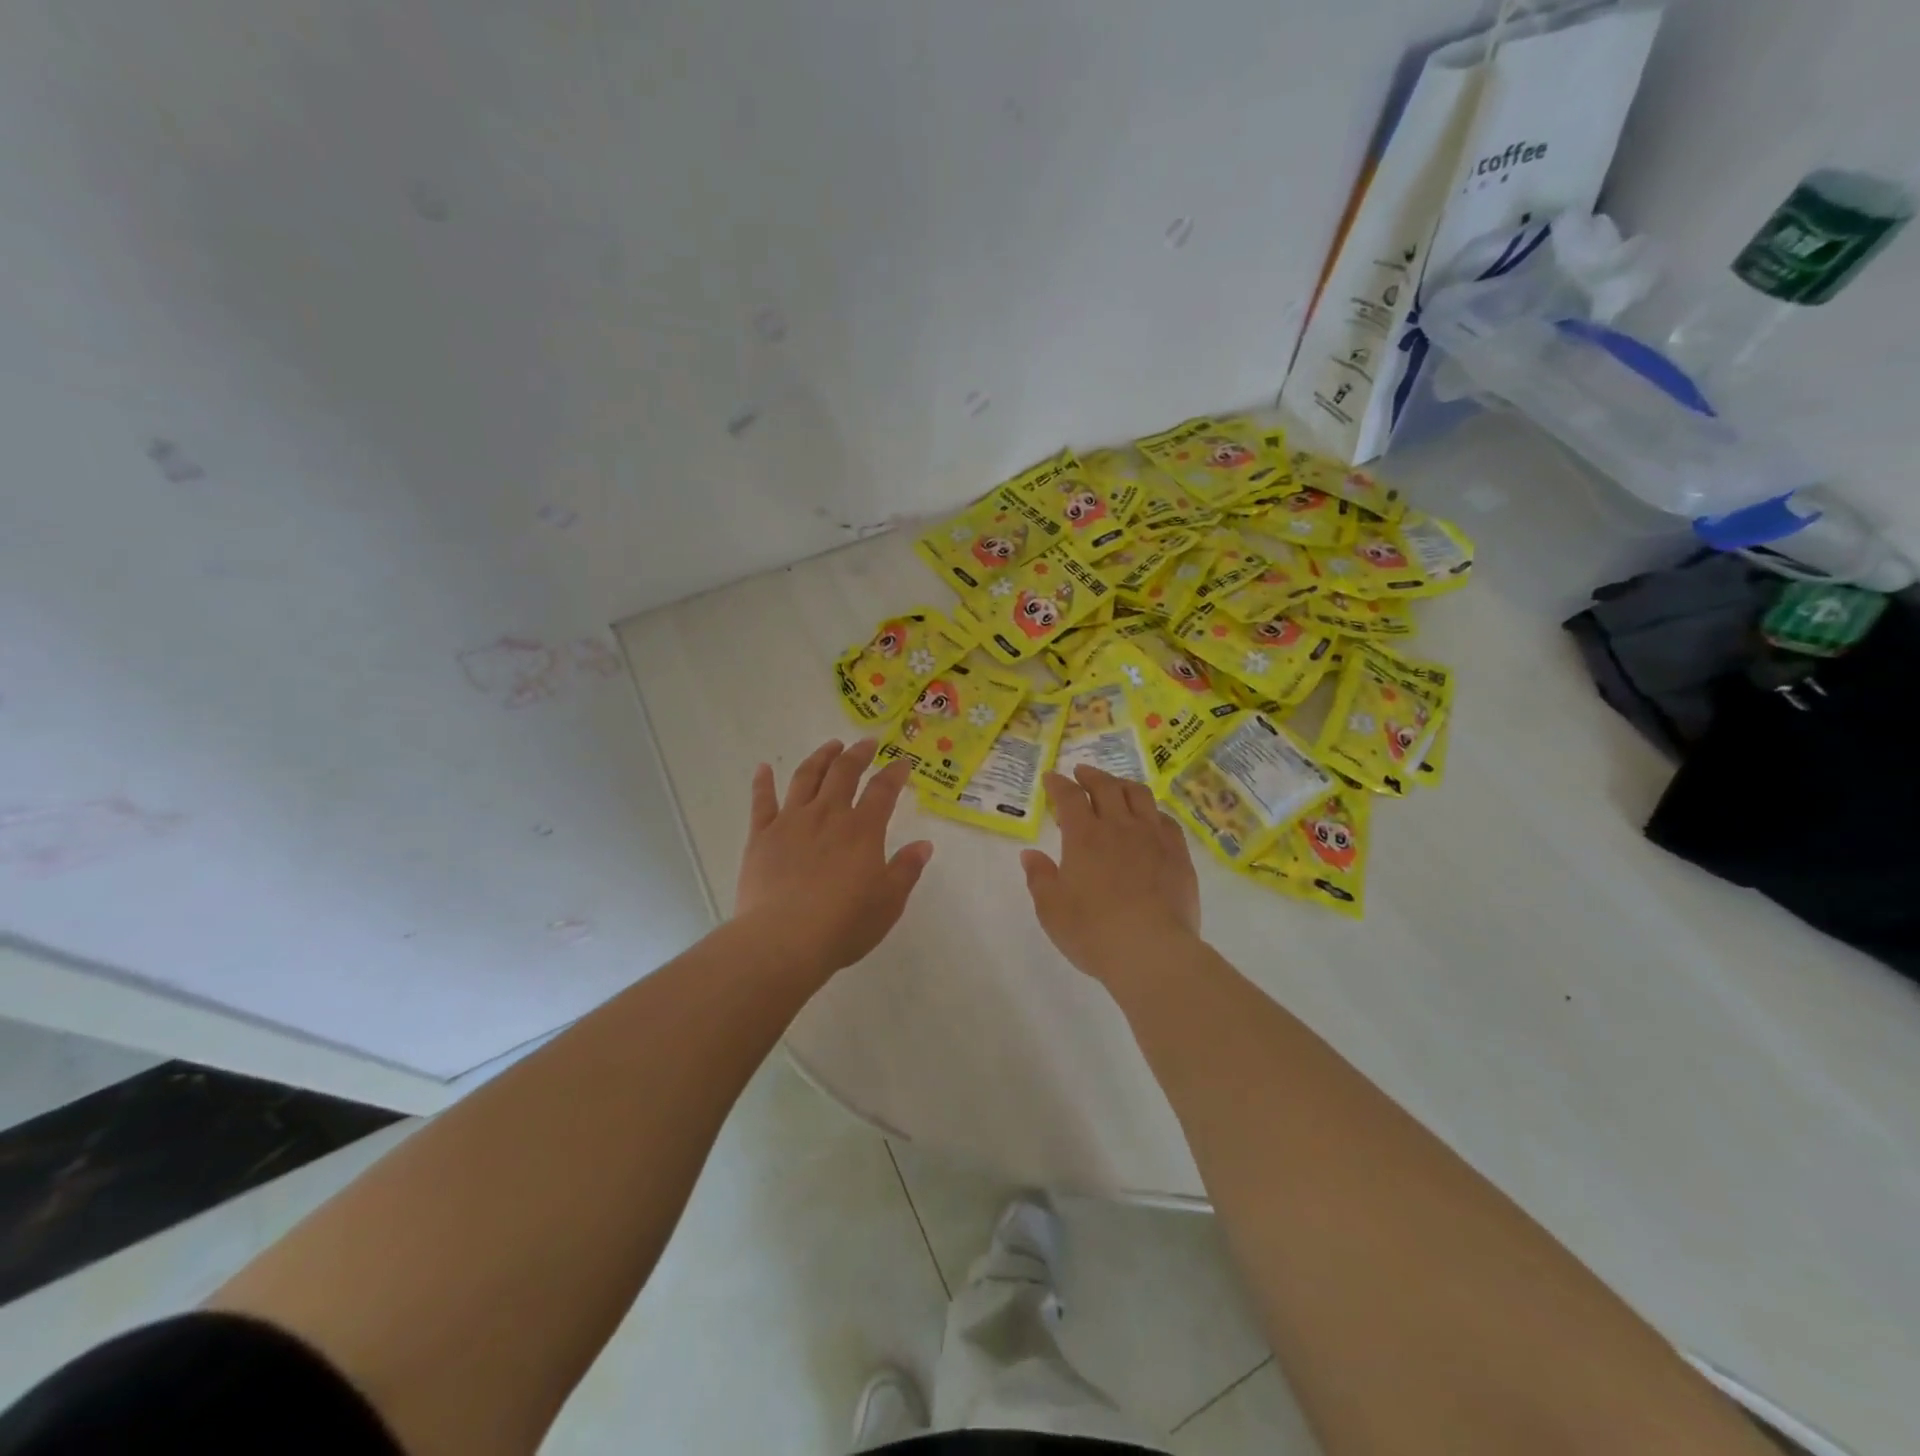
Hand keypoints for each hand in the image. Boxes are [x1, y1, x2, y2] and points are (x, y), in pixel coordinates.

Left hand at [735, 738, 933, 978]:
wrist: (784, 939)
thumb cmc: (844, 924)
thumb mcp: (888, 902)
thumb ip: (906, 870)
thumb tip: (924, 845)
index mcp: (862, 830)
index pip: (882, 790)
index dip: (894, 773)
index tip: (901, 762)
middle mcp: (827, 815)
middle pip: (843, 773)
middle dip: (858, 754)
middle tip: (866, 743)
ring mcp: (791, 822)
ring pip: (806, 777)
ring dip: (820, 758)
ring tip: (830, 746)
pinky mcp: (761, 836)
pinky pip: (762, 802)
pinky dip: (763, 782)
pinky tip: (763, 768)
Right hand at [1021, 766, 1201, 988]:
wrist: (1152, 951)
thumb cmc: (1093, 932)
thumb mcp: (1052, 910)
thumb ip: (1040, 878)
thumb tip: (1030, 854)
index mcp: (1084, 836)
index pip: (1070, 797)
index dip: (1058, 784)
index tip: (1051, 778)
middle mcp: (1119, 827)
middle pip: (1106, 786)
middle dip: (1090, 775)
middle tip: (1081, 773)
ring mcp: (1153, 837)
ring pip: (1139, 796)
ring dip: (1123, 785)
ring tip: (1115, 787)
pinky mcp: (1178, 854)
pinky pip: (1165, 820)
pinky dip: (1151, 811)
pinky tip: (1149, 819)